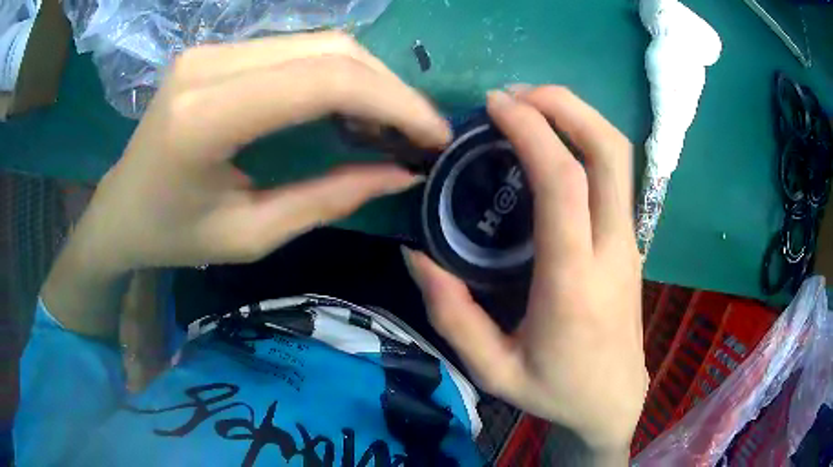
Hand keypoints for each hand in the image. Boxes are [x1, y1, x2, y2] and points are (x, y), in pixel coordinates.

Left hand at [42, 32, 449, 338]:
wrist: (120, 209)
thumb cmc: (172, 237)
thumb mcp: (249, 235)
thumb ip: (328, 199)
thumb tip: (400, 173)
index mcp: (204, 118)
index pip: (322, 81)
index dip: (394, 102)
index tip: (434, 136)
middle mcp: (209, 65)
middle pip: (329, 49)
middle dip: (390, 89)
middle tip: (419, 133)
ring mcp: (212, 49)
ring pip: (319, 42)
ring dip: (368, 79)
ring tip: (391, 125)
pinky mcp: (217, 50)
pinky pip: (296, 49)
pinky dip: (337, 74)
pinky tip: (350, 107)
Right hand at [405, 87, 646, 457]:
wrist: (613, 400)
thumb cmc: (555, 390)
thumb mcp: (491, 370)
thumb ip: (450, 314)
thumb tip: (413, 254)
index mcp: (573, 283)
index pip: (564, 183)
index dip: (532, 130)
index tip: (495, 105)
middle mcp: (611, 250)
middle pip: (609, 151)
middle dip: (566, 105)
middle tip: (517, 95)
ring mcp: (628, 241)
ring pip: (619, 156)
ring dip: (578, 116)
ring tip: (532, 107)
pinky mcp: (630, 241)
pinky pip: (616, 174)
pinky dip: (585, 140)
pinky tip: (553, 142)